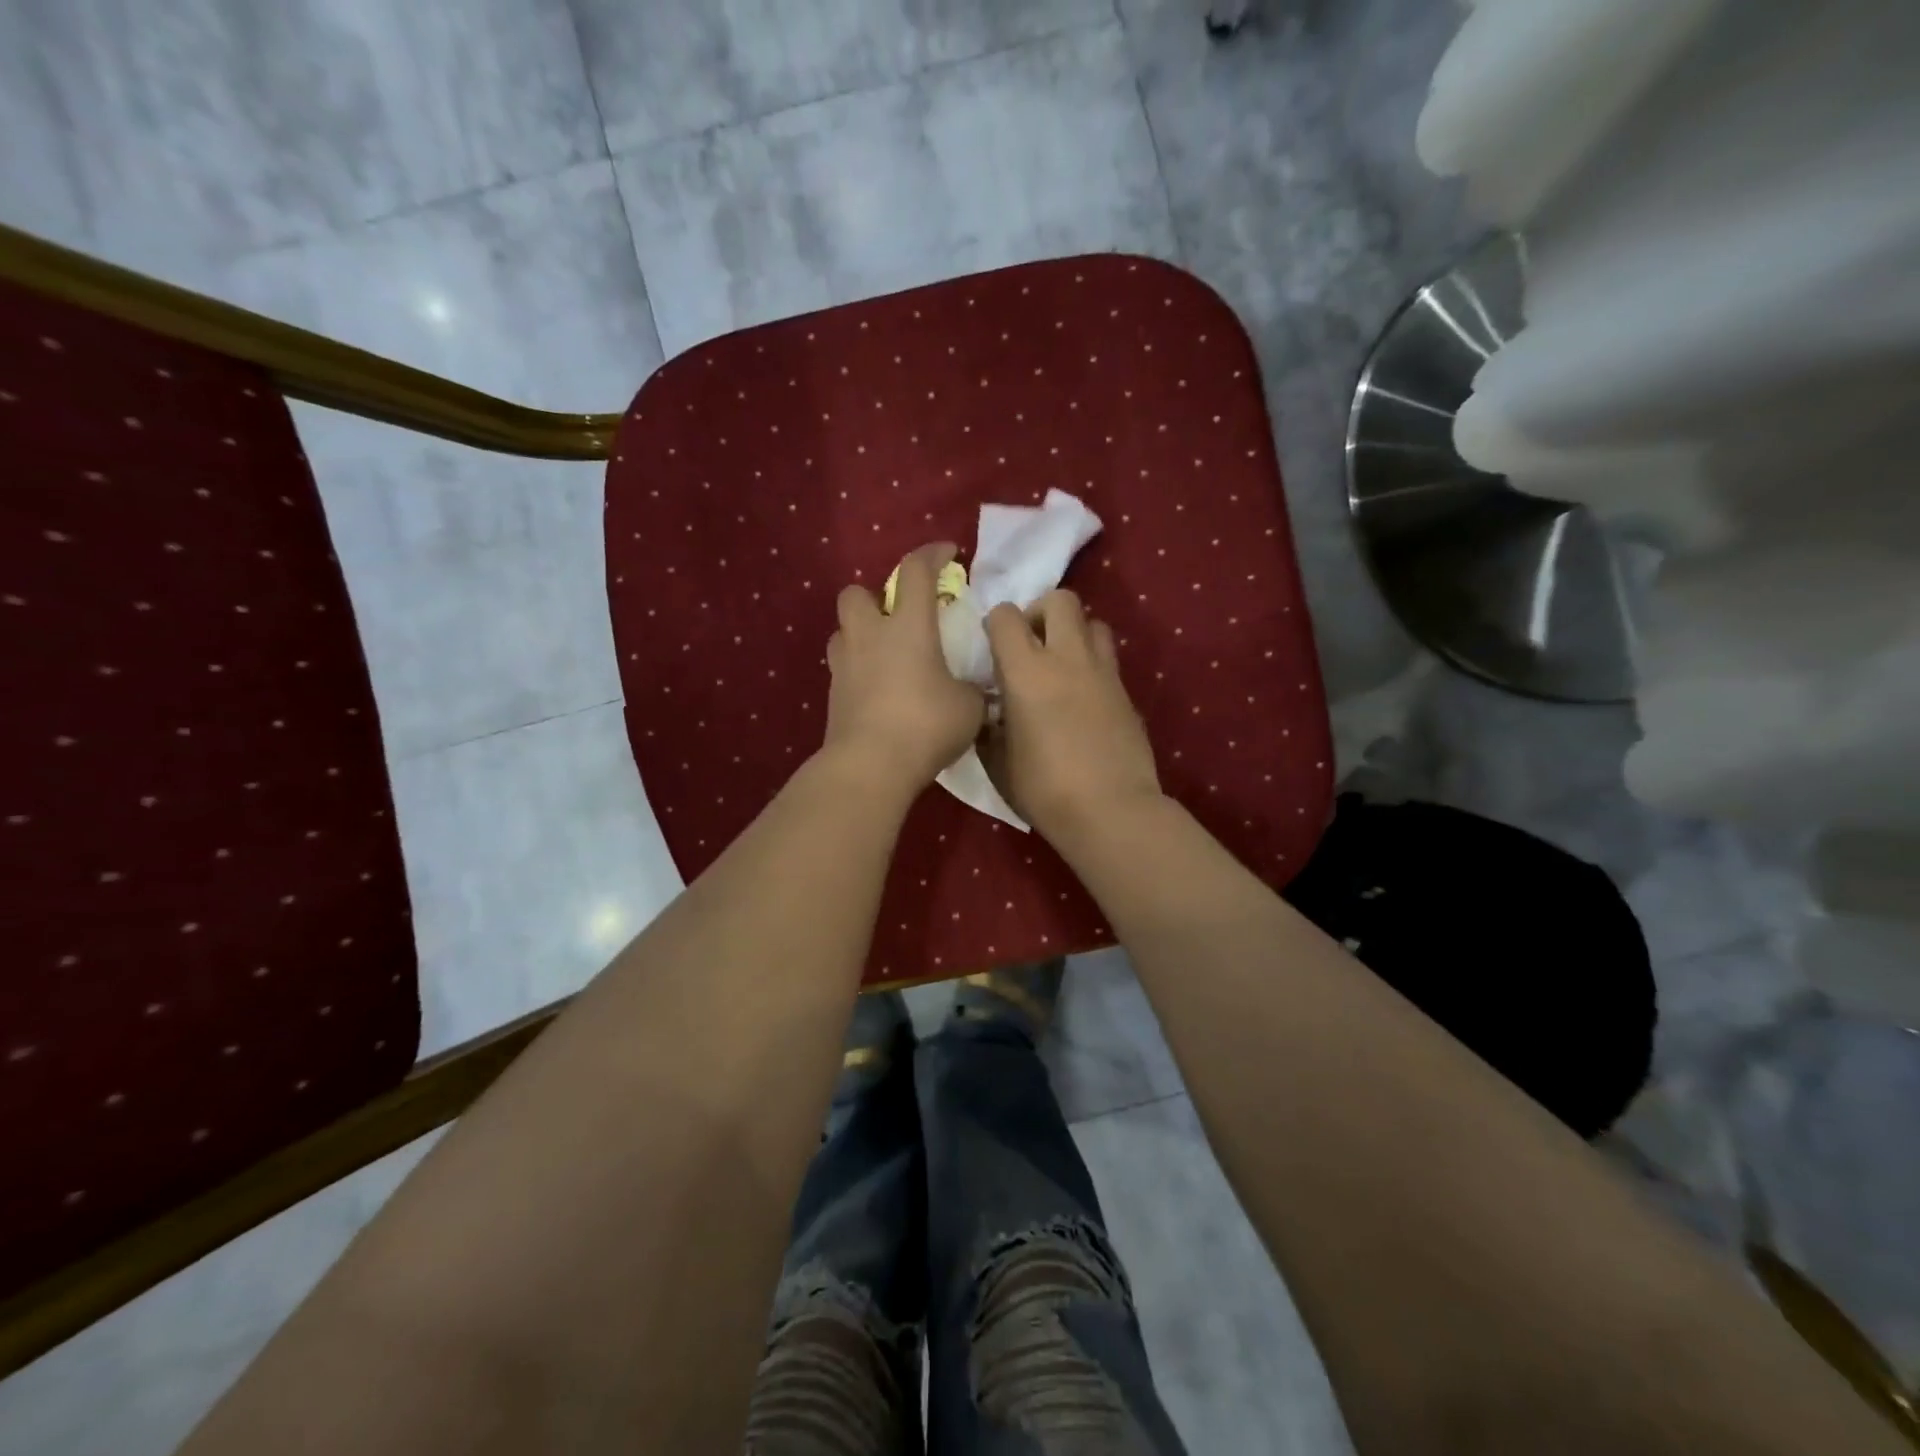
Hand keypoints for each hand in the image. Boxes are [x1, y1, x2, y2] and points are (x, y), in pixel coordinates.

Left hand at [822, 543, 985, 794]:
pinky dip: (859, 669)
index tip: (947, 553)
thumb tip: (970, 689)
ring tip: (885, 653)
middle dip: (875, 596)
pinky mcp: (833, 695)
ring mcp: (844, 665)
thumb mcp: (969, 707)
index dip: (932, 554)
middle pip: (856, 593)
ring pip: (843, 630)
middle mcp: (869, 636)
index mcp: (907, 626)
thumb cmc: (926, 725)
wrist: (871, 765)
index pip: (916, 571)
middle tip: (899, 616)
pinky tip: (878, 689)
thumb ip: (971, 688)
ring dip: (861, 633)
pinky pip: (843, 668)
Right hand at [982, 590, 1161, 844]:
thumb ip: (990, 726)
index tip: (993, 648)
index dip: (996, 624)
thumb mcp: (998, 761)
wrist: (1110, 811)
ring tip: (1061, 666)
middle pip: (1061, 600)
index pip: (1006, 616)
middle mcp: (1068, 659)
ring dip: (1074, 634)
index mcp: (1027, 671)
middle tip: (1031, 644)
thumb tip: (992, 711)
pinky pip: (1108, 660)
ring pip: (1094, 623)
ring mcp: (1104, 673)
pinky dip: (1092, 665)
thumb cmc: (1043, 789)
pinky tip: (1082, 699)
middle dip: (1041, 612)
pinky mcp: (1127, 693)